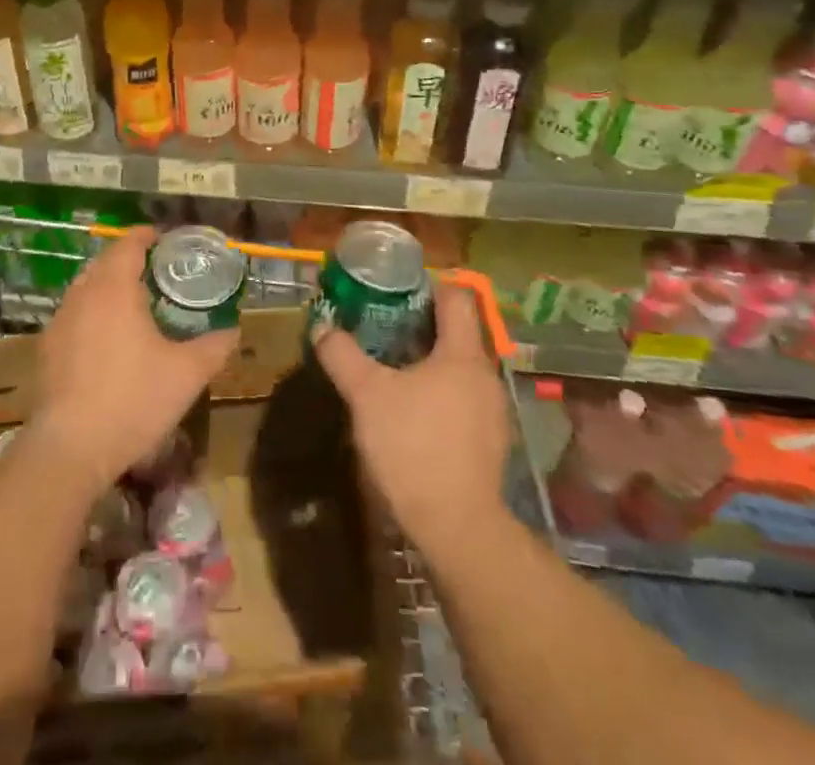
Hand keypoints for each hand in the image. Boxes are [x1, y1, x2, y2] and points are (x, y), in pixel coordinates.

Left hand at [29, 227, 237, 494]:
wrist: (71, 449)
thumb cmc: (133, 400)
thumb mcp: (188, 374)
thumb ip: (215, 346)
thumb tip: (233, 329)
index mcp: (114, 288)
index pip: (129, 244)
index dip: (148, 236)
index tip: (167, 241)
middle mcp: (83, 294)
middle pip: (106, 262)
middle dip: (130, 260)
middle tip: (158, 272)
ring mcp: (60, 321)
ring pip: (86, 287)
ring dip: (109, 286)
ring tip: (135, 303)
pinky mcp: (47, 348)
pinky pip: (74, 313)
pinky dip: (93, 312)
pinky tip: (109, 338)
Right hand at [313, 282, 509, 553]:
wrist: (457, 528)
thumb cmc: (414, 447)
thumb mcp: (367, 395)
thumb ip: (343, 355)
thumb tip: (322, 327)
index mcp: (463, 353)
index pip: (456, 297)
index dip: (426, 286)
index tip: (394, 289)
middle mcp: (485, 375)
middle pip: (457, 332)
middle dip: (420, 326)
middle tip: (381, 327)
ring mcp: (492, 411)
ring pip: (459, 368)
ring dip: (428, 362)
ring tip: (391, 369)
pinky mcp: (490, 442)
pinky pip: (463, 398)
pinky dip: (439, 393)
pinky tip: (412, 412)